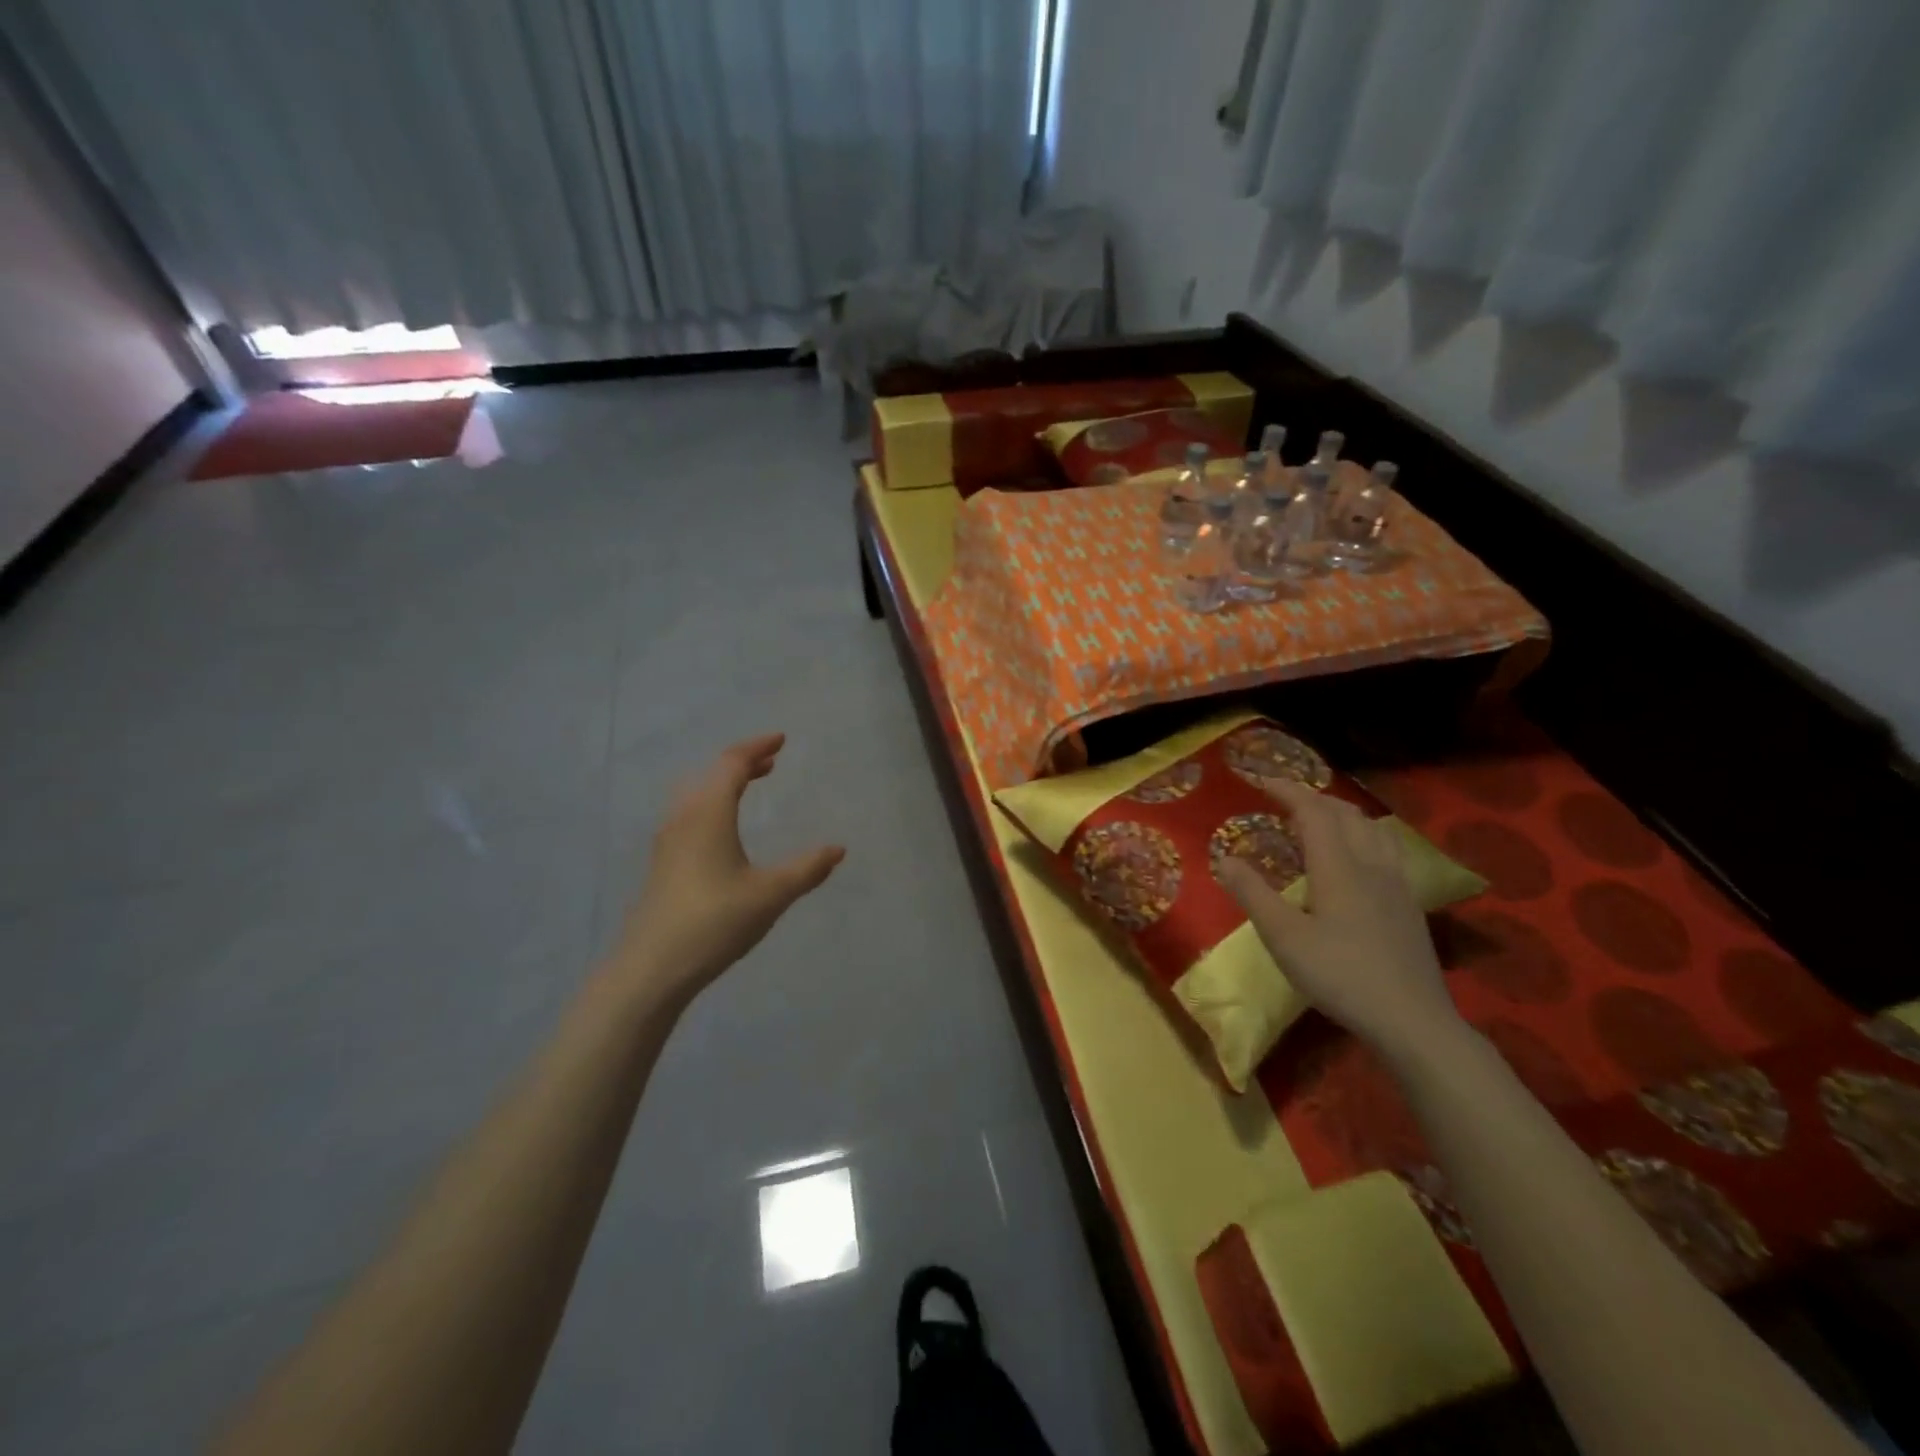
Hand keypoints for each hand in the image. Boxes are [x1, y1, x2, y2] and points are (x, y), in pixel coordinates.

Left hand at [612, 734, 844, 1006]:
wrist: (651, 969)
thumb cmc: (715, 921)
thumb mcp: (771, 895)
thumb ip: (807, 869)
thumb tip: (838, 848)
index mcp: (708, 814)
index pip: (732, 764)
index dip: (757, 747)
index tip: (781, 739)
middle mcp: (683, 819)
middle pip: (710, 775)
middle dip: (741, 763)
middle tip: (770, 763)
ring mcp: (666, 843)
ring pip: (695, 796)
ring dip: (723, 784)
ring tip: (747, 788)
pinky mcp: (661, 866)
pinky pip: (688, 816)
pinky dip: (711, 806)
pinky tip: (722, 832)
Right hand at [1217, 778, 1462, 1059]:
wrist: (1411, 1021)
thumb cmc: (1340, 976)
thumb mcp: (1284, 938)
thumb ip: (1253, 894)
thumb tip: (1225, 857)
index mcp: (1339, 866)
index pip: (1313, 811)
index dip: (1286, 790)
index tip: (1259, 780)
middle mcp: (1371, 863)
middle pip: (1345, 812)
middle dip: (1312, 797)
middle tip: (1282, 800)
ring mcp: (1397, 883)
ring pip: (1372, 827)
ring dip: (1341, 812)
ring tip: (1318, 819)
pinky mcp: (1409, 903)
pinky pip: (1387, 847)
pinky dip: (1363, 833)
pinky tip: (1358, 855)